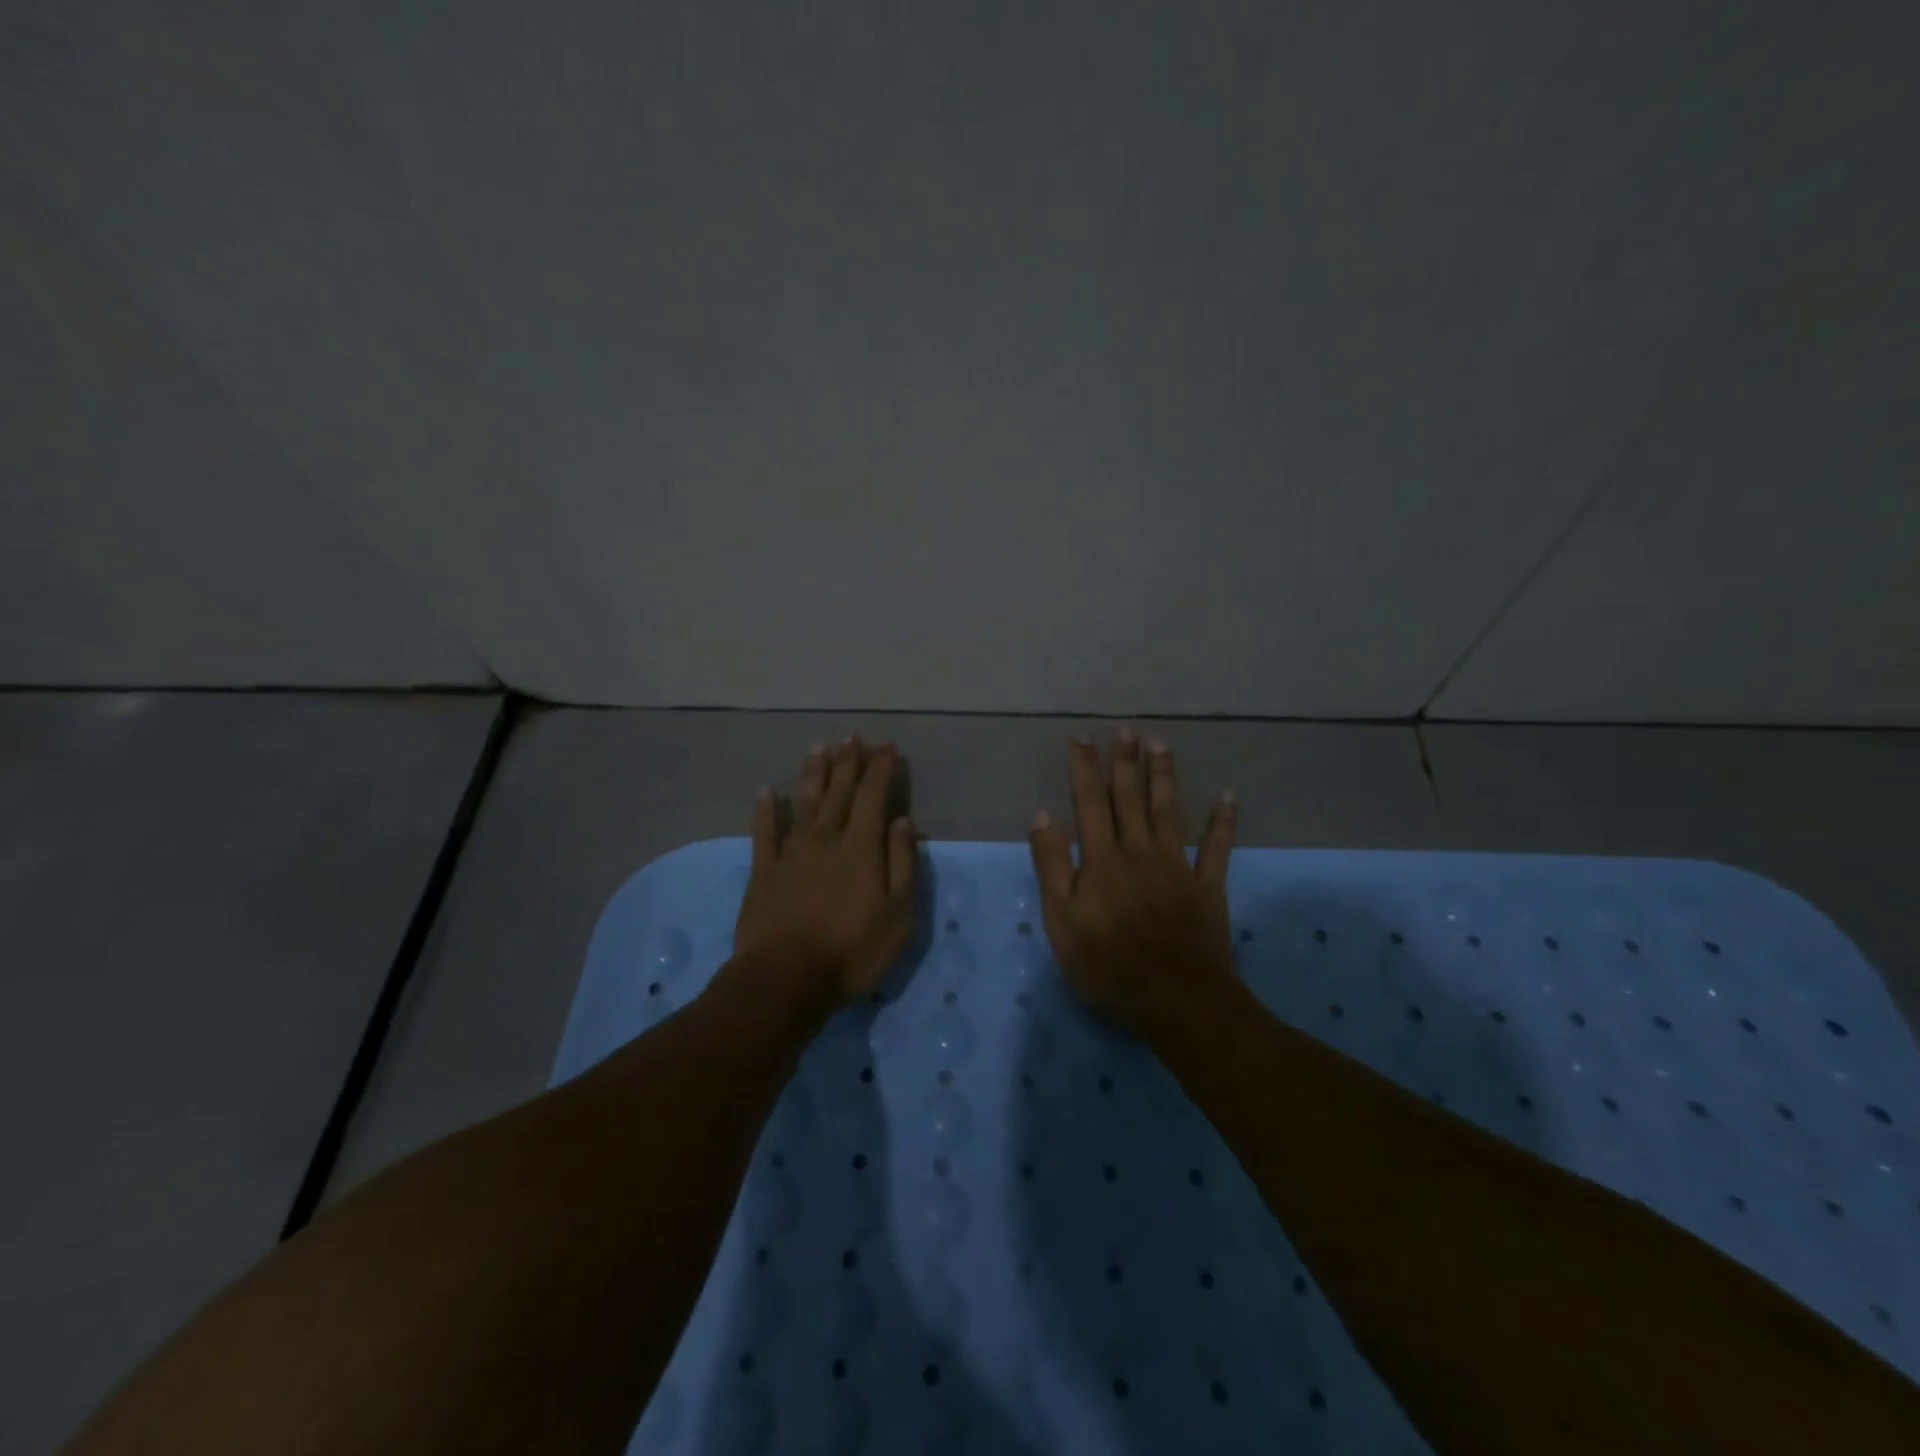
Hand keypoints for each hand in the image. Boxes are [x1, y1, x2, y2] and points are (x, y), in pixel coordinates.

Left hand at [734, 738, 919, 1006]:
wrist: (785, 978)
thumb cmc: (852, 950)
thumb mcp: (898, 914)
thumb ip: (902, 863)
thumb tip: (902, 820)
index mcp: (861, 847)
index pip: (874, 795)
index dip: (882, 768)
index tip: (888, 747)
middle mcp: (826, 838)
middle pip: (839, 791)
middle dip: (849, 761)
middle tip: (853, 736)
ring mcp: (791, 852)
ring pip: (805, 802)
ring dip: (813, 773)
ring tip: (819, 747)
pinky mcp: (764, 871)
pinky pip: (765, 831)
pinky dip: (766, 810)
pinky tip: (766, 791)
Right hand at [1026, 730, 1237, 1034]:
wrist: (1174, 998)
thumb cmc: (1107, 963)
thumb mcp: (1060, 920)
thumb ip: (1051, 865)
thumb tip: (1041, 815)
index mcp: (1102, 859)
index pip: (1089, 803)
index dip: (1085, 768)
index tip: (1082, 738)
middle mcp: (1139, 851)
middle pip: (1130, 799)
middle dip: (1126, 762)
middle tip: (1128, 729)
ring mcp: (1177, 866)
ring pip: (1168, 812)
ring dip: (1164, 777)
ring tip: (1162, 745)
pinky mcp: (1207, 886)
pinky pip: (1216, 848)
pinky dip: (1223, 822)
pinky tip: (1228, 796)